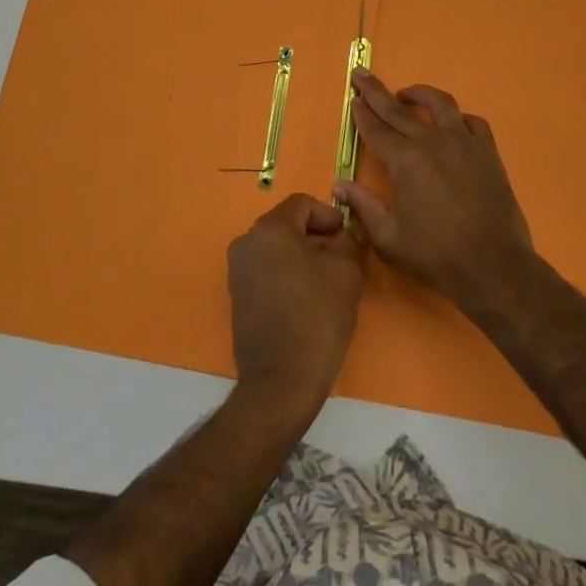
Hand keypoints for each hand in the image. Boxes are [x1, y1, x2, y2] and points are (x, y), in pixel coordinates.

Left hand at [226, 194, 364, 420]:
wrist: (281, 381)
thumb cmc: (317, 318)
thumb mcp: (346, 273)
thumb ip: (348, 242)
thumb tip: (346, 232)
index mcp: (269, 229)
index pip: (302, 204)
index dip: (329, 216)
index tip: (347, 236)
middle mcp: (246, 242)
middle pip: (287, 225)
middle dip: (316, 237)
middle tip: (342, 259)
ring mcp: (237, 270)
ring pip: (277, 248)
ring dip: (302, 256)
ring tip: (327, 281)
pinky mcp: (237, 295)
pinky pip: (266, 269)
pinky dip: (287, 274)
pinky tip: (307, 298)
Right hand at [335, 68, 534, 314]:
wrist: (493, 266)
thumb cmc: (435, 255)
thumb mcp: (388, 238)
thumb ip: (363, 207)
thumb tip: (340, 184)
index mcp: (403, 161)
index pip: (375, 129)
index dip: (361, 113)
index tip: (353, 98)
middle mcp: (431, 142)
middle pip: (397, 109)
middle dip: (376, 91)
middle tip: (362, 75)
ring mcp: (463, 143)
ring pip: (439, 103)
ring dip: (419, 93)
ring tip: (407, 93)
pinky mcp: (487, 152)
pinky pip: (472, 122)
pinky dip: (458, 118)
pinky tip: (452, 124)